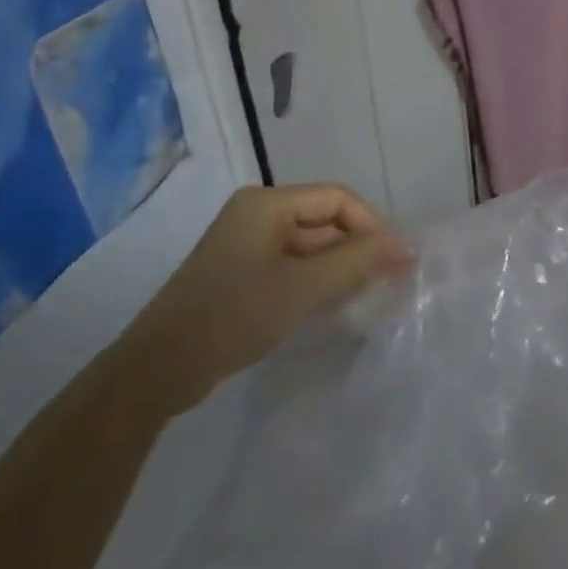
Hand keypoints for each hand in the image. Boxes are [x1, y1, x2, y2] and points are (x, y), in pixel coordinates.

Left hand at [123, 184, 414, 410]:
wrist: (159, 370)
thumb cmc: (234, 316)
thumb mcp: (304, 288)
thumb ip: (359, 262)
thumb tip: (408, 246)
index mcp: (266, 203)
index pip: (337, 199)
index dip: (373, 225)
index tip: (397, 262)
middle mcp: (256, 213)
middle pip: (324, 219)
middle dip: (357, 248)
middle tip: (387, 283)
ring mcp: (246, 243)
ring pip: (310, 244)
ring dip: (339, 267)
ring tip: (366, 296)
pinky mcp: (241, 272)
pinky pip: (292, 264)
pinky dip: (316, 279)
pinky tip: (332, 305)